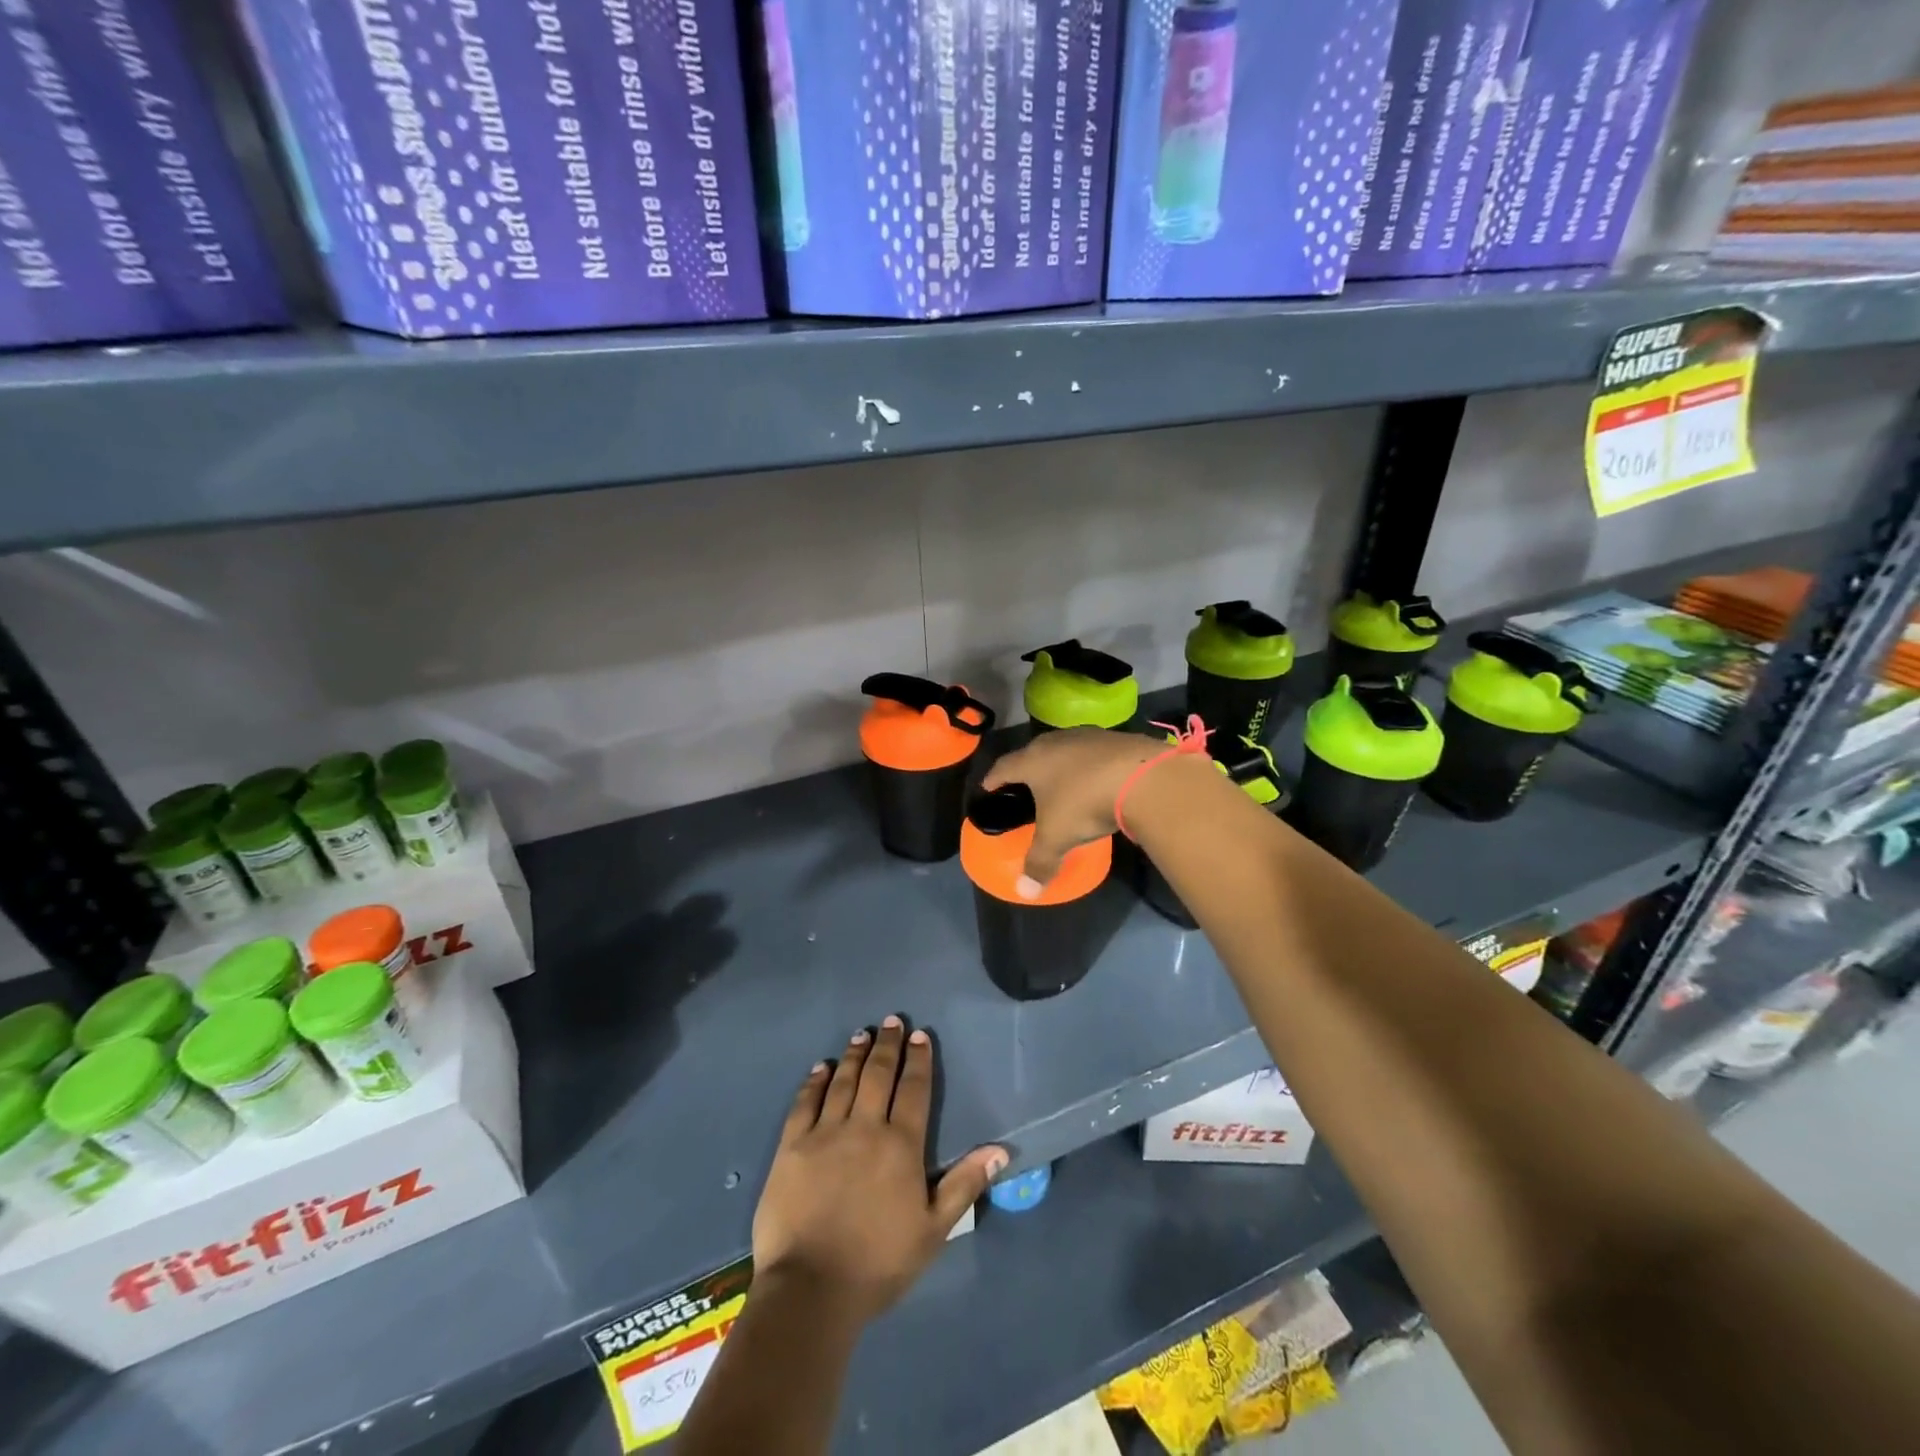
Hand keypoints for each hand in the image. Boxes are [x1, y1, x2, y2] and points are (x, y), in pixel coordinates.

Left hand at [753, 1017, 1005, 1324]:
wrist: (811, 1290)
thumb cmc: (879, 1263)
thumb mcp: (934, 1230)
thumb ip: (964, 1184)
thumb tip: (1000, 1149)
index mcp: (900, 1145)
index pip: (913, 1089)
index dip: (918, 1060)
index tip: (919, 1036)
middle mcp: (864, 1127)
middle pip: (878, 1074)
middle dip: (887, 1045)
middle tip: (892, 1021)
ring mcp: (825, 1133)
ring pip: (843, 1081)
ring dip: (854, 1055)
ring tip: (862, 1034)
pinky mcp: (792, 1146)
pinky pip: (805, 1102)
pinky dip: (815, 1081)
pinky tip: (821, 1067)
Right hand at [982, 728, 1161, 893]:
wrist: (1142, 777)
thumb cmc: (1085, 804)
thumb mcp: (1057, 838)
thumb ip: (1039, 863)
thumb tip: (1024, 892)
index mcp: (1033, 761)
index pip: (1004, 767)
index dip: (994, 778)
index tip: (988, 786)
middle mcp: (1056, 741)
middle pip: (1034, 751)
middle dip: (1028, 767)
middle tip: (1026, 783)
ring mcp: (1088, 736)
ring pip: (1066, 747)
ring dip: (1062, 762)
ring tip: (1062, 779)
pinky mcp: (1117, 738)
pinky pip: (1095, 751)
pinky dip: (1091, 764)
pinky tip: (1098, 777)